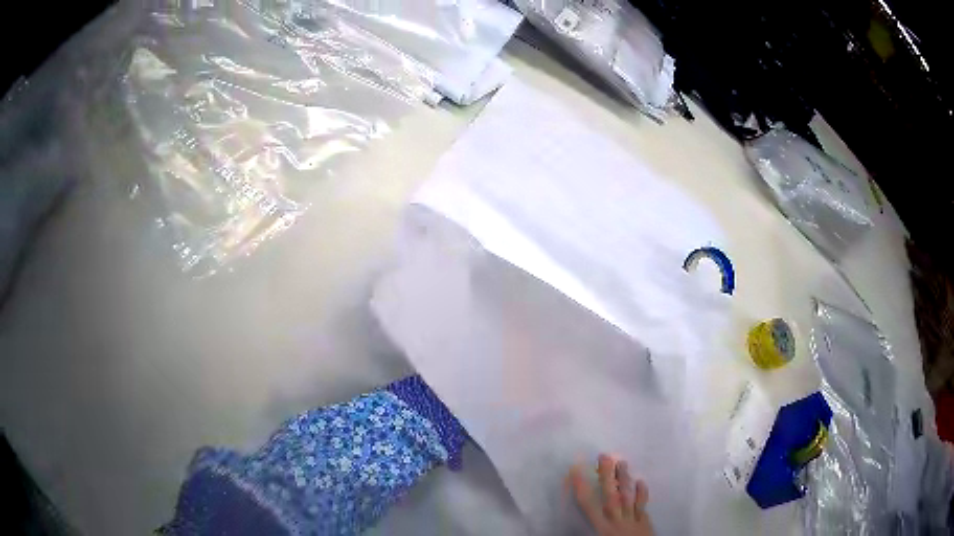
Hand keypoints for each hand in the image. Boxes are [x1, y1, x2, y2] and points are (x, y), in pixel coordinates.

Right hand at [568, 454, 654, 535]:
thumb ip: (585, 532)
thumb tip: (565, 531)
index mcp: (601, 528)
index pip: (588, 504)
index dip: (581, 486)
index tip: (576, 469)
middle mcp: (617, 520)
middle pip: (611, 495)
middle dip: (607, 476)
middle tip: (604, 455)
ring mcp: (633, 520)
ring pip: (628, 497)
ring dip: (624, 480)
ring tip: (622, 462)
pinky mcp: (645, 523)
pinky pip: (643, 506)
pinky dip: (643, 494)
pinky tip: (642, 482)